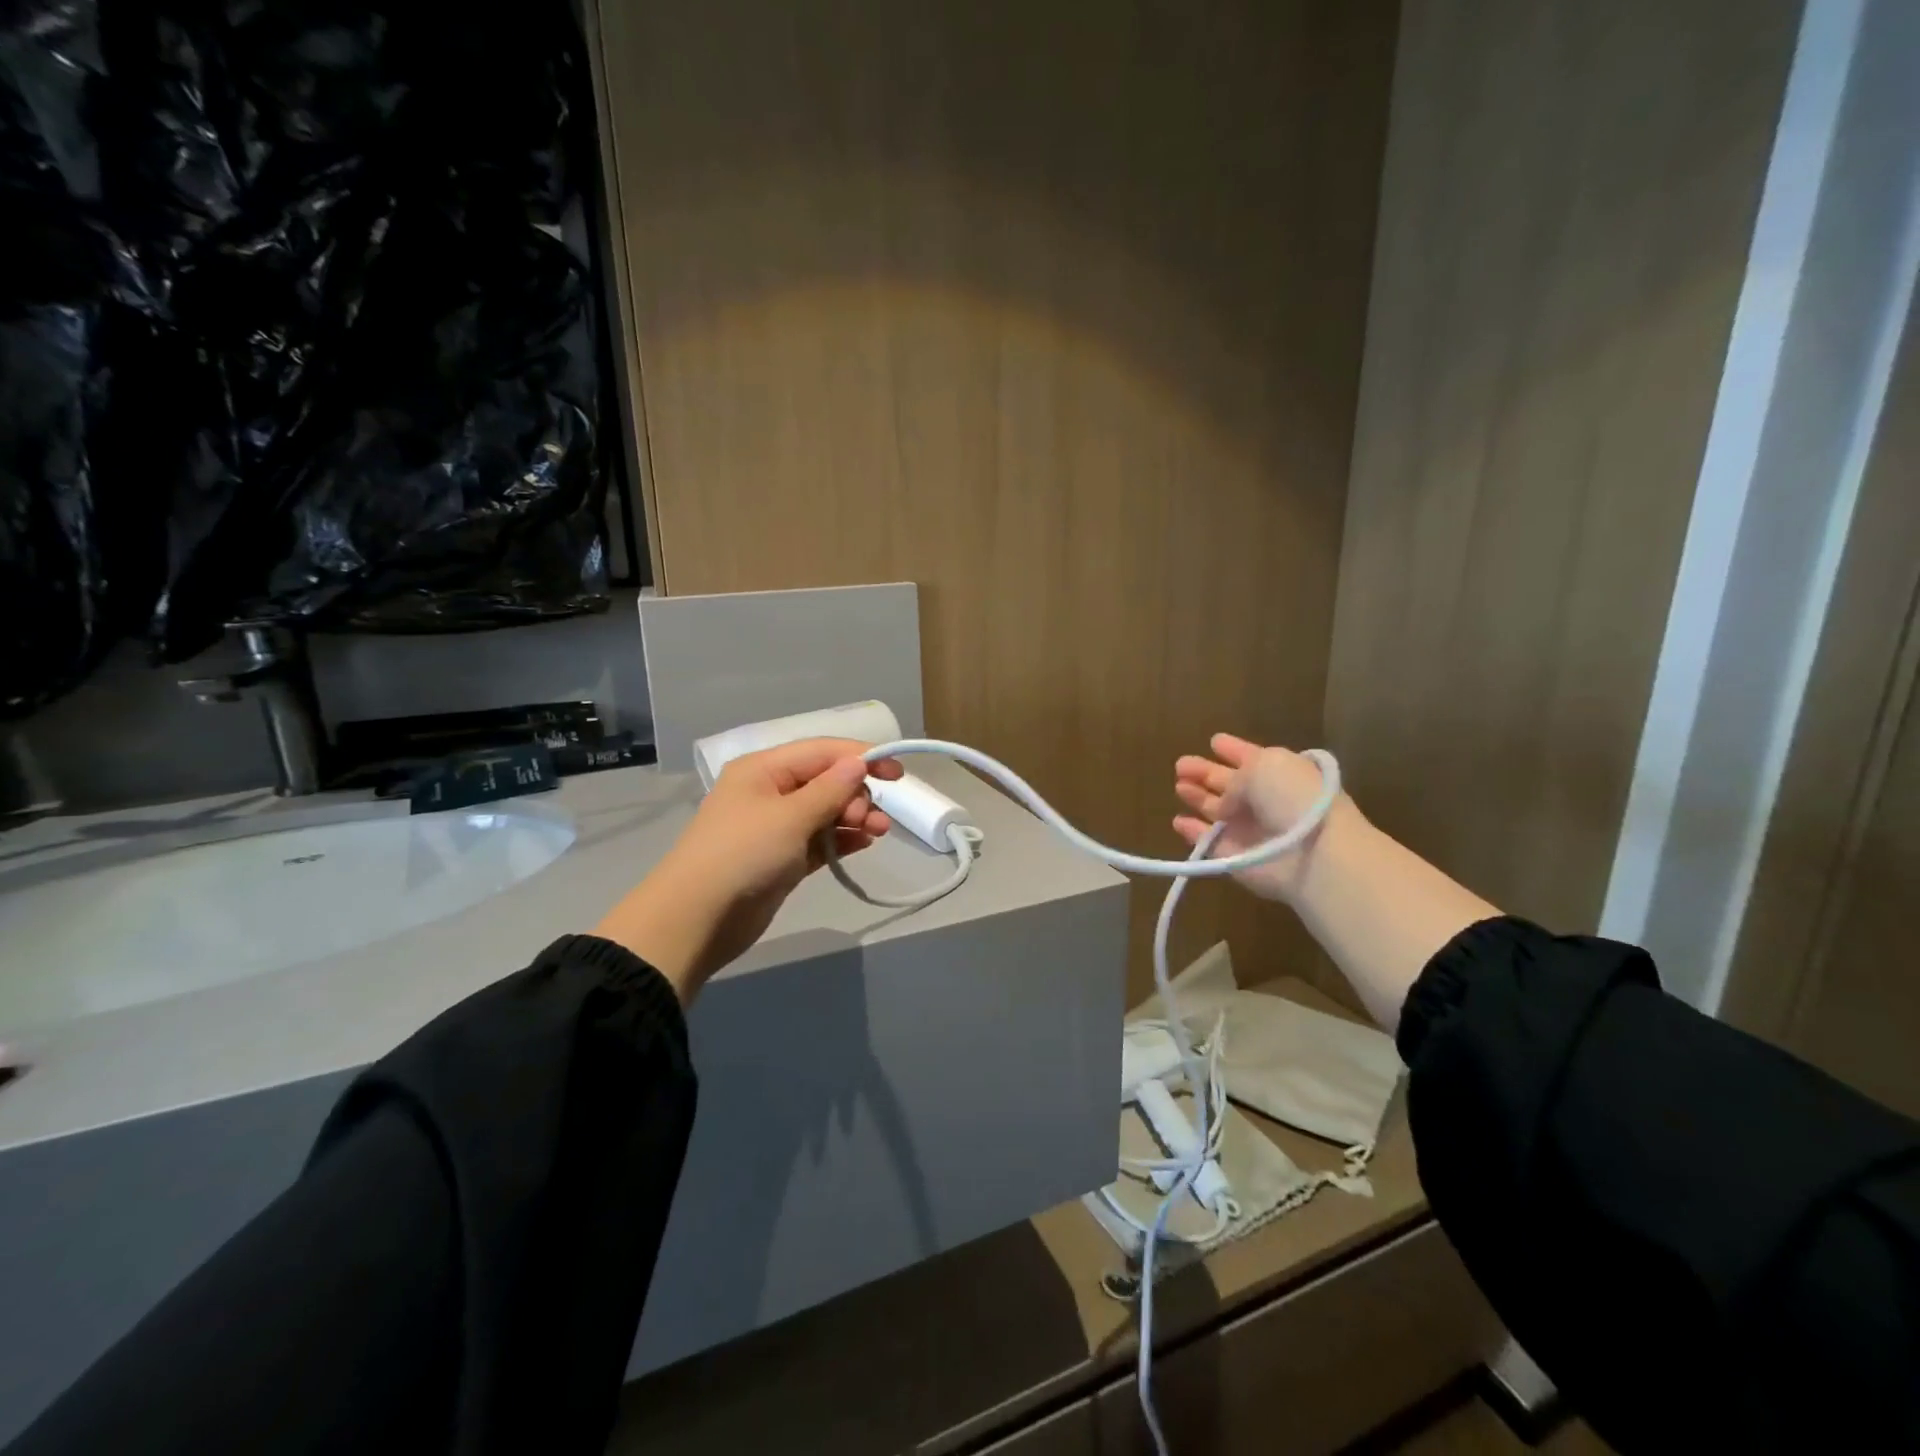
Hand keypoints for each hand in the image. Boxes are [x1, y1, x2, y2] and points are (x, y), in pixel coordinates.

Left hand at [594, 738, 902, 999]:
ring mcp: (775, 827)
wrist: (697, 920)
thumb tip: (859, 762)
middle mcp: (770, 791)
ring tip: (879, 832)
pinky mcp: (782, 858)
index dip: (862, 757)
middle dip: (857, 793)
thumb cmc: (742, 855)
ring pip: (825, 811)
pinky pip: (819, 839)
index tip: (898, 773)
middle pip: (826, 780)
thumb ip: (830, 789)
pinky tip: (864, 843)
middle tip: (874, 818)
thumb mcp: (790, 817)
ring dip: (854, 816)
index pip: (822, 752)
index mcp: (764, 769)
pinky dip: (841, 838)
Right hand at [1172, 732, 1353, 903]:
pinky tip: (1178, 821)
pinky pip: (1207, 842)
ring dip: (1198, 797)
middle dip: (1206, 772)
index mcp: (1279, 772)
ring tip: (1179, 786)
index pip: (1251, 757)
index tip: (1214, 740)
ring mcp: (1248, 830)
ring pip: (1216, 810)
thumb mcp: (1265, 765)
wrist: (1312, 852)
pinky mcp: (1233, 855)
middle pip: (1230, 784)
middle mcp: (1264, 800)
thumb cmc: (1292, 797)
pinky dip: (1192, 832)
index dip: (1233, 749)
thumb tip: (1225, 800)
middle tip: (1181, 764)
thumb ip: (1235, 776)